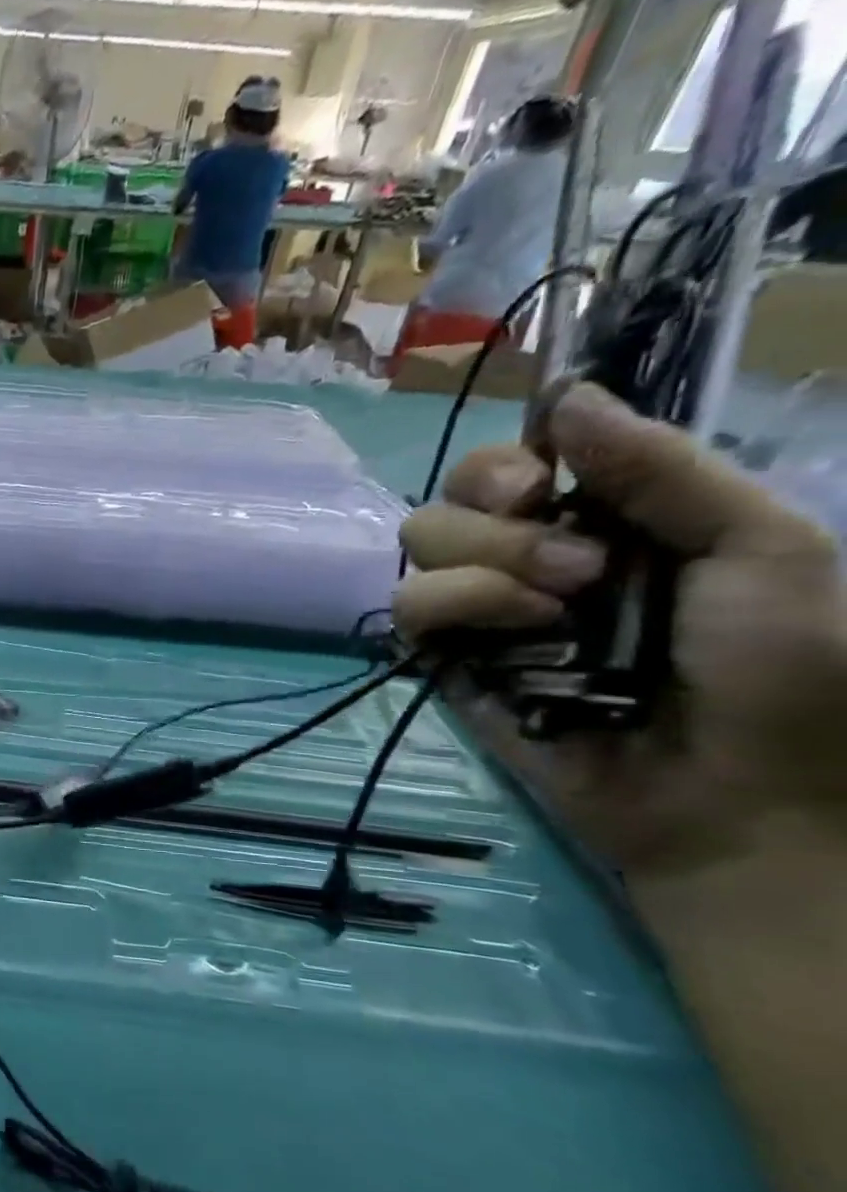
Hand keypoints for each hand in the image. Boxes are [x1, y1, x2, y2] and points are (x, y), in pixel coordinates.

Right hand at [394, 383, 846, 896]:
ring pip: (417, 550)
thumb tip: (563, 394)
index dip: (507, 462)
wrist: (740, 798)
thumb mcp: (763, 547)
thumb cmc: (784, 670)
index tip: (539, 488)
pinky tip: (509, 642)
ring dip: (484, 573)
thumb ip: (662, 468)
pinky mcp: (447, 660)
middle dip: (501, 527)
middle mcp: (528, 556)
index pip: (509, 461)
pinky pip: (407, 611)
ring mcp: (482, 610)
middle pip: (450, 499)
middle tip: (579, 572)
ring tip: (555, 618)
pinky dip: (454, 612)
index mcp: (601, 519)